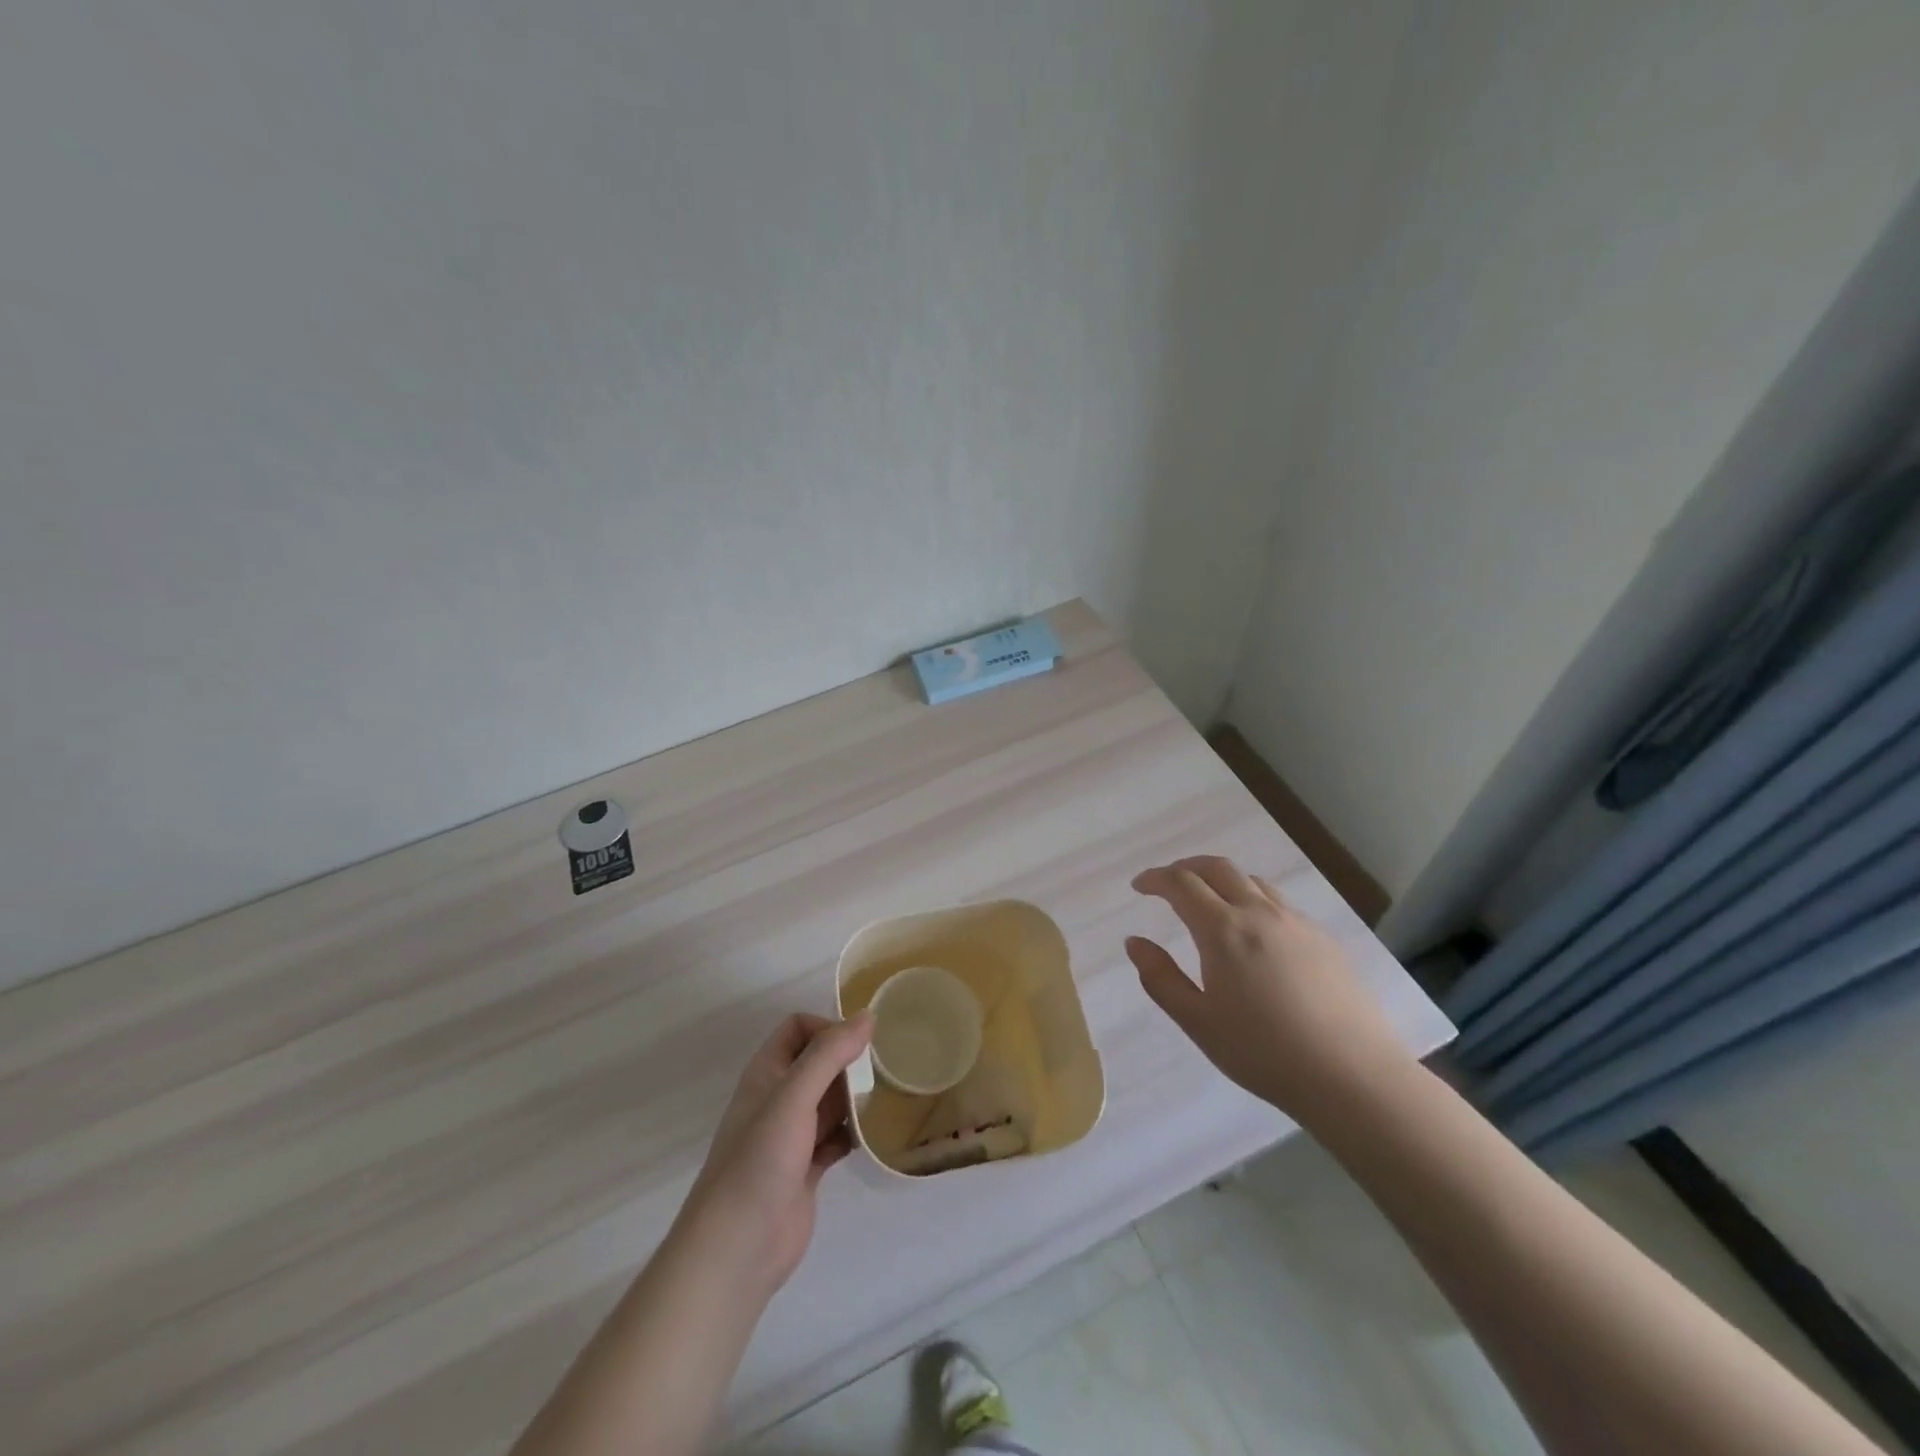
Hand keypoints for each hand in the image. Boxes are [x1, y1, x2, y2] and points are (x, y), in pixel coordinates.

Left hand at [675, 1011, 873, 1300]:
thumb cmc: (760, 1161)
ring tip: (885, 1100)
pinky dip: (855, 1133)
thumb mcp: (794, 1097)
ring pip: (830, 1100)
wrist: (737, 1249)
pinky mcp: (806, 1168)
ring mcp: (792, 1135)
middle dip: (848, 1063)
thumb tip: (867, 1016)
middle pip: (819, 1063)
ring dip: (855, 1097)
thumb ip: (829, 1055)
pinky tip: (875, 1137)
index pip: (798, 1028)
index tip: (857, 1046)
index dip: (827, 1028)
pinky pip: (836, 1137)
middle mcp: (778, 1098)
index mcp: (767, 1073)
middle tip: (880, 1073)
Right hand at [1126, 855, 1412, 1124]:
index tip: (1139, 886)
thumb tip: (1135, 942)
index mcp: (1223, 930)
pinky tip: (1255, 934)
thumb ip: (1160, 978)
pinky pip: (1279, 903)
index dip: (1155, 878)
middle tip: (1168, 883)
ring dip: (1222, 880)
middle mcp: (1259, 913)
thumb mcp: (1198, 1022)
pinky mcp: (1323, 939)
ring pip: (1252, 881)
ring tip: (1210, 902)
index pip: (1181, 883)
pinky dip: (1253, 900)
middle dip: (1187, 867)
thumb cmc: (1264, 1053)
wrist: (1353, 1076)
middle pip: (1217, 868)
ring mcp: (1296, 923)